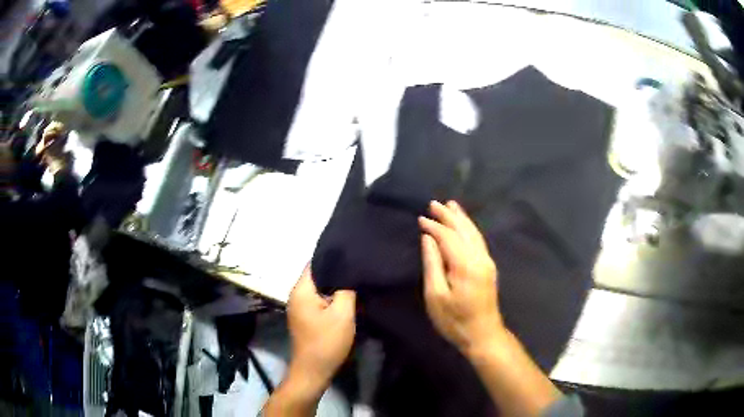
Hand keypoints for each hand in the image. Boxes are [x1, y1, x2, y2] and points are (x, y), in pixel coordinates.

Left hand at [286, 266, 356, 388]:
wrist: (314, 370)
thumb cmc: (327, 341)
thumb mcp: (343, 314)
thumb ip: (346, 289)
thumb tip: (349, 271)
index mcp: (301, 290)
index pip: (316, 262)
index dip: (334, 257)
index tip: (353, 255)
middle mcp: (296, 295)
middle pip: (319, 275)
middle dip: (338, 273)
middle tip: (359, 269)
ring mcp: (300, 307)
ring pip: (321, 289)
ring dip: (336, 287)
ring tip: (357, 283)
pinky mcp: (306, 317)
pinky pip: (320, 300)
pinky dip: (332, 299)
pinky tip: (348, 300)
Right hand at [419, 200, 505, 356]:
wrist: (483, 335)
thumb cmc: (454, 320)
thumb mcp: (435, 296)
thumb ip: (432, 264)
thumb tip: (428, 239)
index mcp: (466, 264)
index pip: (448, 237)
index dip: (434, 226)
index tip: (420, 218)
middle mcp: (480, 258)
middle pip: (464, 229)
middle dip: (449, 215)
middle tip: (434, 203)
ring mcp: (487, 262)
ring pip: (474, 233)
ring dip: (461, 218)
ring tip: (451, 205)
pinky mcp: (488, 267)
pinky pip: (478, 240)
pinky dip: (469, 228)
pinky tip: (464, 225)